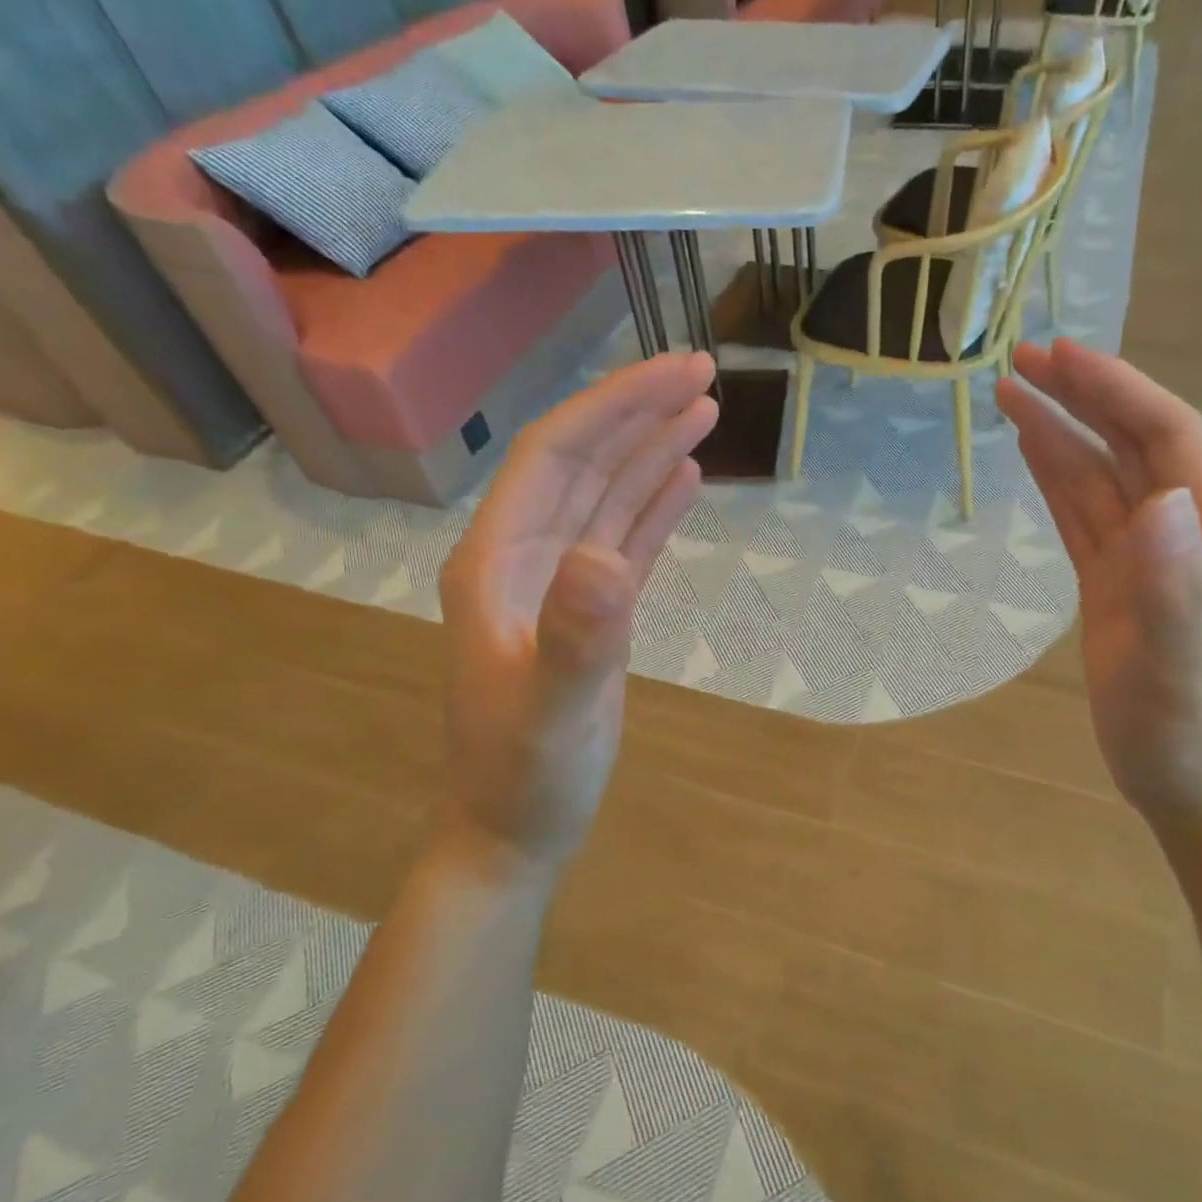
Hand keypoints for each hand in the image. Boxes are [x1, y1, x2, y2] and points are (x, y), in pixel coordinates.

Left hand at [438, 353, 717, 871]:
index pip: (556, 455)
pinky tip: (684, 476)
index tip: (676, 374)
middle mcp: (524, 554)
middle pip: (584, 461)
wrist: (516, 829)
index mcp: (497, 558)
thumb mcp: (553, 709)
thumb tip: (610, 556)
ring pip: (608, 495)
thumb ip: (578, 635)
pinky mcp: (592, 608)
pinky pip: (627, 538)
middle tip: (703, 372)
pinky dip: (655, 504)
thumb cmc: (525, 774)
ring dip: (651, 449)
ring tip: (704, 410)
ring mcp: (559, 581)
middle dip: (638, 411)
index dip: (613, 406)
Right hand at [997, 339, 1201, 825]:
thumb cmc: (1186, 731)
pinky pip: (1084, 511)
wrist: (1189, 782)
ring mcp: (1150, 552)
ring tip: (1010, 392)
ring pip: (1102, 471)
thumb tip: (1158, 497)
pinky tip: (1031, 448)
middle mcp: (1187, 527)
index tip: (1058, 357)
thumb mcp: (1178, 666)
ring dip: (1061, 429)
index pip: (1167, 434)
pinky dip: (1057, 474)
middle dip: (1083, 394)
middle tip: (1021, 359)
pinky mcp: (1118, 577)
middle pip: (1134, 439)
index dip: (1116, 389)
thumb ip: (1172, 584)